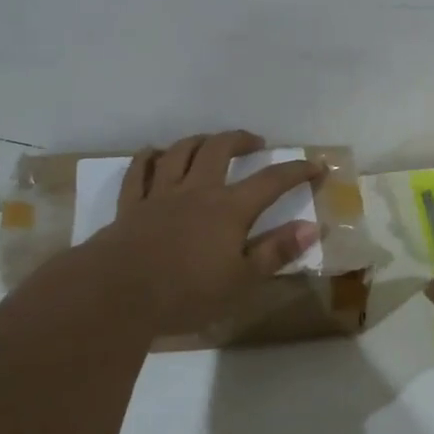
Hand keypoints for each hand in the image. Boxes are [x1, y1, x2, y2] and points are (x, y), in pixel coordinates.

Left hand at [86, 131, 323, 335]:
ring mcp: (160, 194)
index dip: (296, 170)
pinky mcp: (131, 205)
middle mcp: (197, 191)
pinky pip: (140, 171)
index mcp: (229, 209)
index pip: (271, 181)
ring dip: (199, 140)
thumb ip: (276, 251)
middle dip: (240, 140)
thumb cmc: (187, 293)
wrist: (118, 294)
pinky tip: (155, 152)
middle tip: (255, 143)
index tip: (315, 165)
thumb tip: (311, 227)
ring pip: (180, 152)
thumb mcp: (242, 281)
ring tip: (210, 142)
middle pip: (219, 149)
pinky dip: (150, 157)